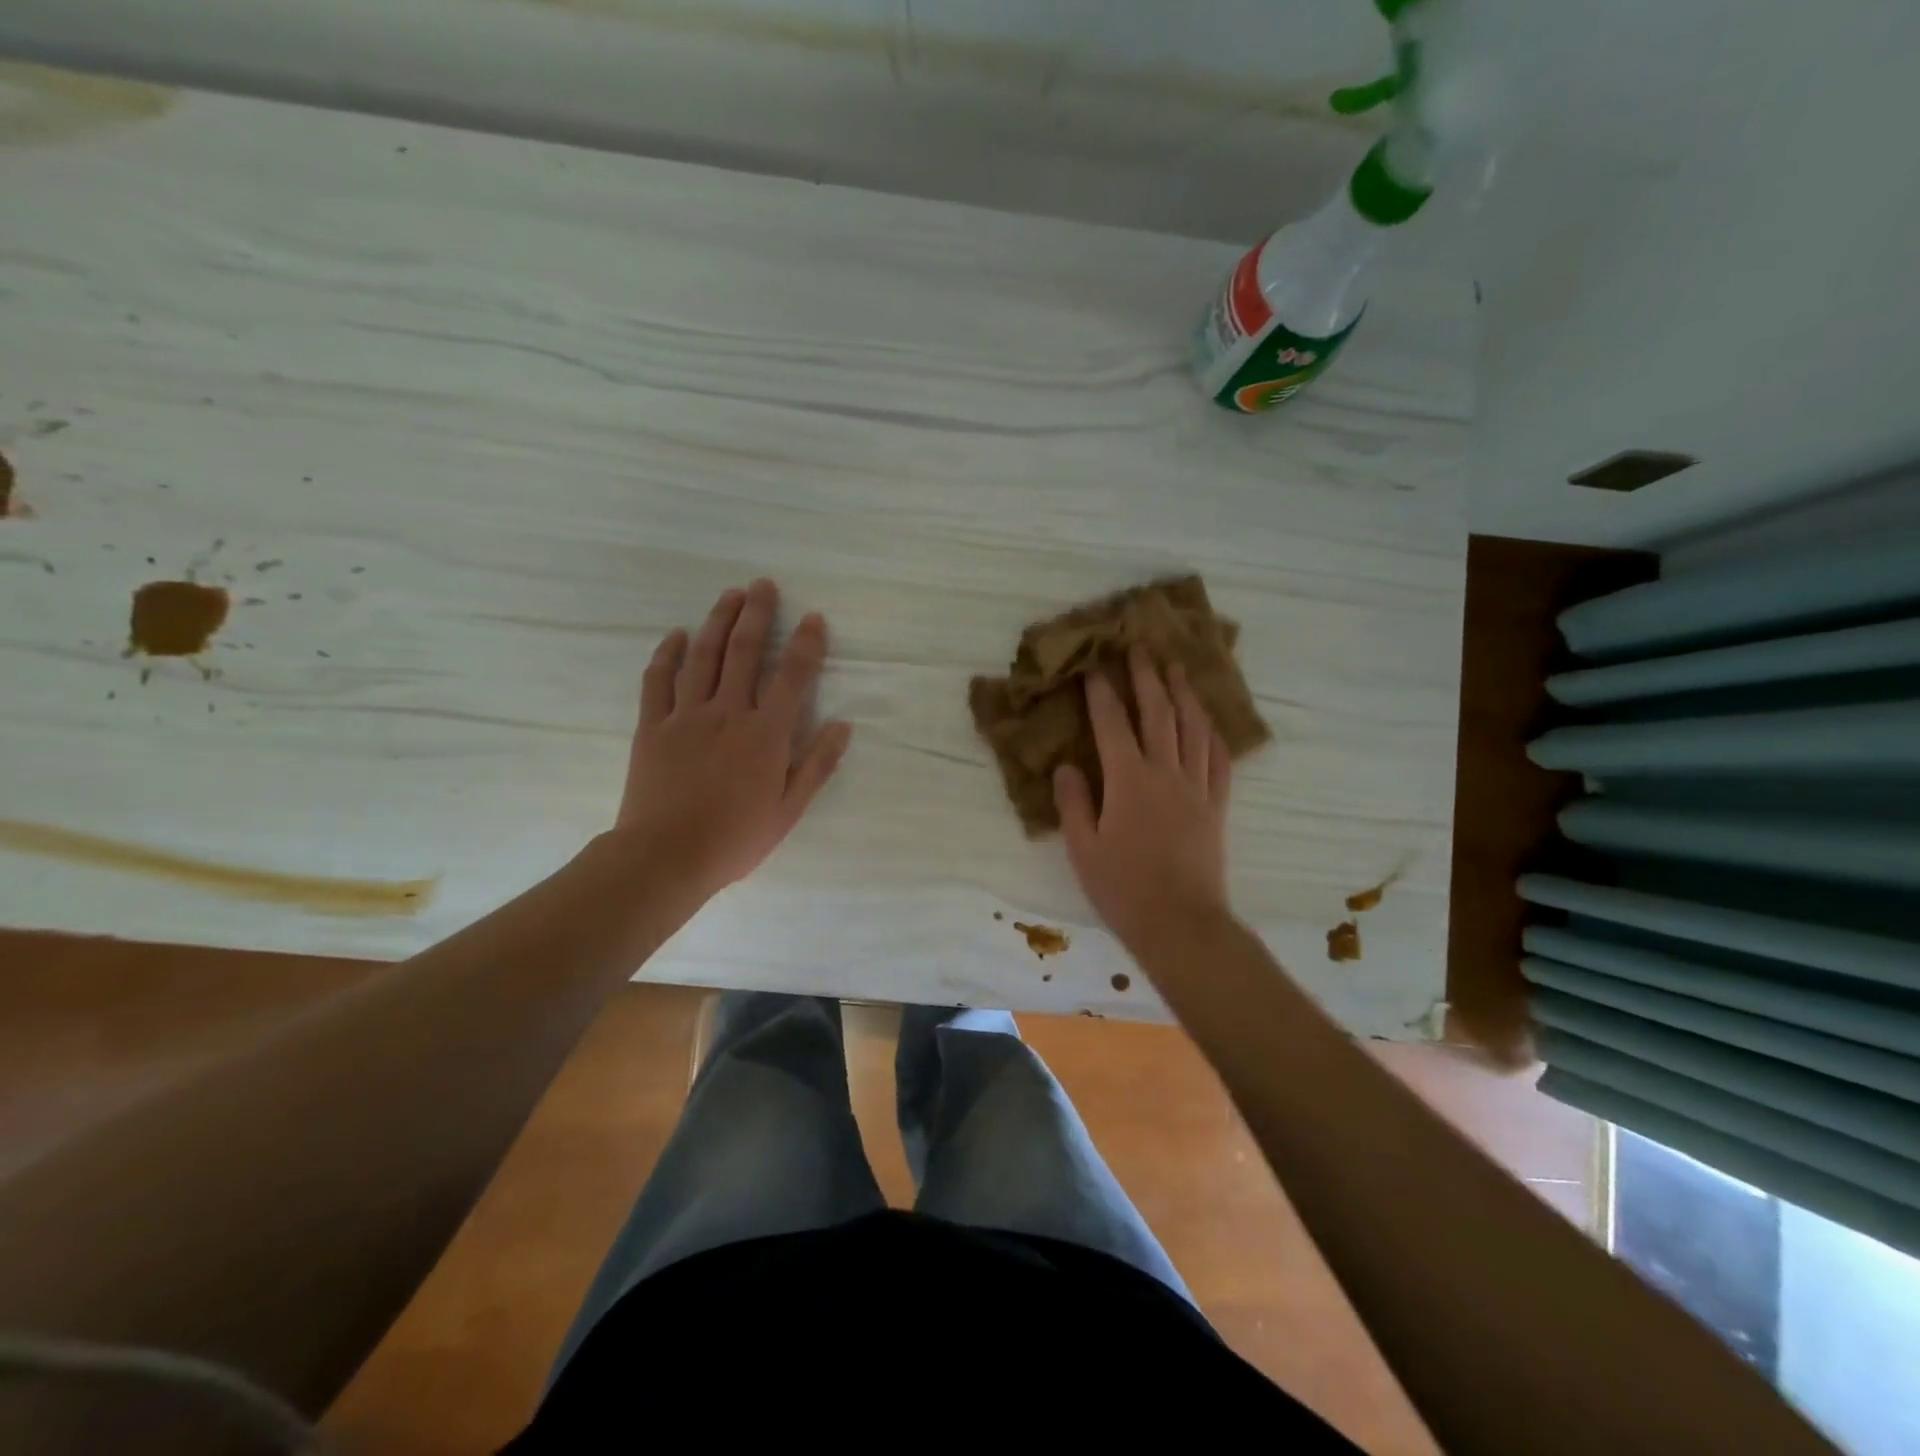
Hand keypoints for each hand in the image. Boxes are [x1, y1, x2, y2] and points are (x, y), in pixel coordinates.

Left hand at [612, 579, 851, 904]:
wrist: (665, 857)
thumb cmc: (735, 838)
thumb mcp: (789, 810)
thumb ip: (817, 765)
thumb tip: (843, 725)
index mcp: (765, 734)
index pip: (792, 677)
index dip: (805, 644)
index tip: (813, 618)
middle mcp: (727, 713)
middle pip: (744, 652)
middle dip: (757, 615)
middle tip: (763, 585)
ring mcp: (685, 716)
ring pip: (702, 657)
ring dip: (717, 622)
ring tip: (729, 595)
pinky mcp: (652, 727)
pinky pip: (658, 681)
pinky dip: (667, 654)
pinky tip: (677, 635)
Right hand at [1055, 644, 1232, 953]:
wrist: (1181, 923)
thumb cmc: (1123, 889)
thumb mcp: (1082, 848)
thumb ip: (1073, 802)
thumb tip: (1067, 766)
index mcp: (1127, 781)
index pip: (1111, 724)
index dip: (1101, 693)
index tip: (1094, 668)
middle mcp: (1165, 772)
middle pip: (1158, 714)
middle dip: (1147, 678)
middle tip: (1140, 648)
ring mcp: (1196, 787)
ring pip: (1193, 728)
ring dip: (1184, 694)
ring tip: (1177, 669)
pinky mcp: (1217, 805)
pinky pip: (1219, 759)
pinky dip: (1213, 734)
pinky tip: (1208, 721)